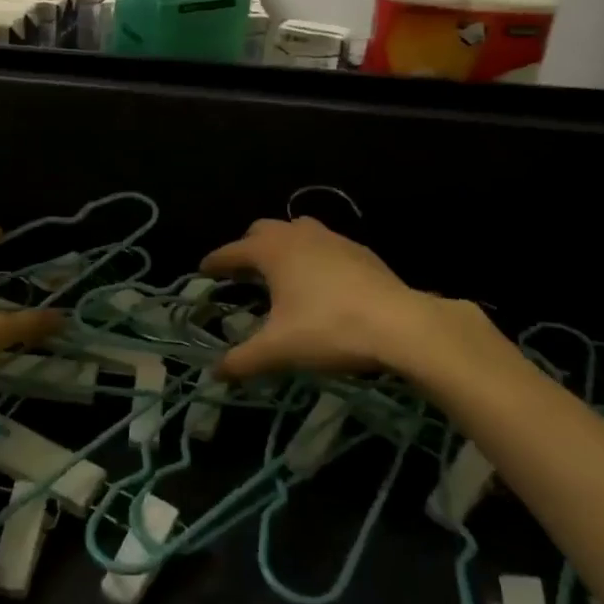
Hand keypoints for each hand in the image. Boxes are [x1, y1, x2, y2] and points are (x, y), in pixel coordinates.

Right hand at [200, 217, 493, 381]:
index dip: (216, 261)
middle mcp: (298, 235)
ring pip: (297, 230)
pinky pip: (324, 244)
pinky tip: (320, 281)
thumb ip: (243, 360)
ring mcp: (332, 238)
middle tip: (241, 272)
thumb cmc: (329, 329)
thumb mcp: (279, 350)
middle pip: (263, 230)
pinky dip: (311, 255)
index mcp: (272, 251)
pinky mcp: (359, 250)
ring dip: (282, 245)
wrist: (400, 324)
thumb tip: (215, 374)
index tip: (203, 270)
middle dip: (248, 247)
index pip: (233, 251)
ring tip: (280, 272)